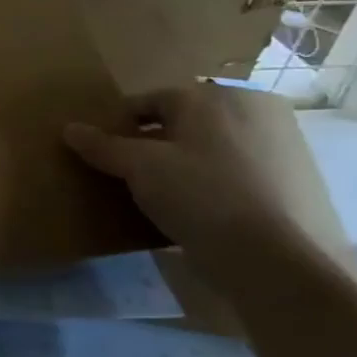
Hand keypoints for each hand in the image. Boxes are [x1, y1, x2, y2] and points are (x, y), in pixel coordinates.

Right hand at [64, 83, 346, 274]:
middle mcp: (247, 112)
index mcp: (209, 100)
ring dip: (179, 164)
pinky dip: (208, 184)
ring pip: (207, 149)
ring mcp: (274, 148)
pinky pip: (231, 173)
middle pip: (181, 124)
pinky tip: (191, 210)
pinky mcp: (287, 183)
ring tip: (153, 193)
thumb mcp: (139, 167)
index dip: (119, 122)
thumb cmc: (198, 194)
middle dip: (150, 142)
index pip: (150, 100)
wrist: (271, 257)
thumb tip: (69, 128)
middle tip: (123, 171)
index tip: (99, 148)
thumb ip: (103, 145)